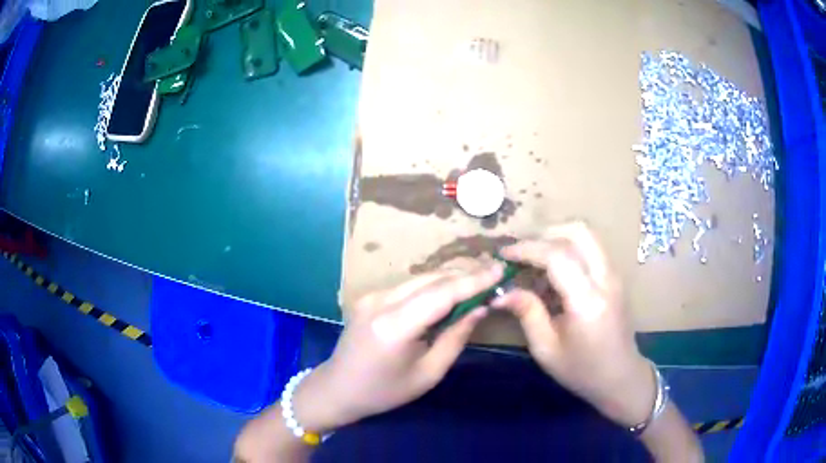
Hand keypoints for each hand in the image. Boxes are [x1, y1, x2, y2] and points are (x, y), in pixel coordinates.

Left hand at [292, 262, 503, 431]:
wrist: (338, 388)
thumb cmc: (385, 391)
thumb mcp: (428, 374)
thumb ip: (455, 337)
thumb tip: (480, 308)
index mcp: (395, 326)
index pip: (441, 294)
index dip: (473, 280)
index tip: (500, 270)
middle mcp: (381, 302)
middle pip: (431, 280)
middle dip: (465, 275)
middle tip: (493, 274)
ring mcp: (371, 296)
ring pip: (420, 279)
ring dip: (449, 279)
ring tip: (477, 281)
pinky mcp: (369, 296)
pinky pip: (408, 286)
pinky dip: (432, 286)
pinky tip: (448, 292)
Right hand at [492, 222, 654, 426]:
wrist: (620, 377)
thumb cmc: (582, 370)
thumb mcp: (546, 349)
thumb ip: (527, 313)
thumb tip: (501, 292)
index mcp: (587, 301)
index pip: (558, 255)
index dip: (528, 249)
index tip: (504, 254)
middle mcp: (605, 279)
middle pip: (578, 231)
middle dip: (544, 233)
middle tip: (521, 250)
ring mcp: (614, 275)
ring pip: (586, 235)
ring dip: (557, 237)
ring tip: (533, 258)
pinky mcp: (614, 276)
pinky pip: (590, 248)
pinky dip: (568, 248)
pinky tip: (552, 272)